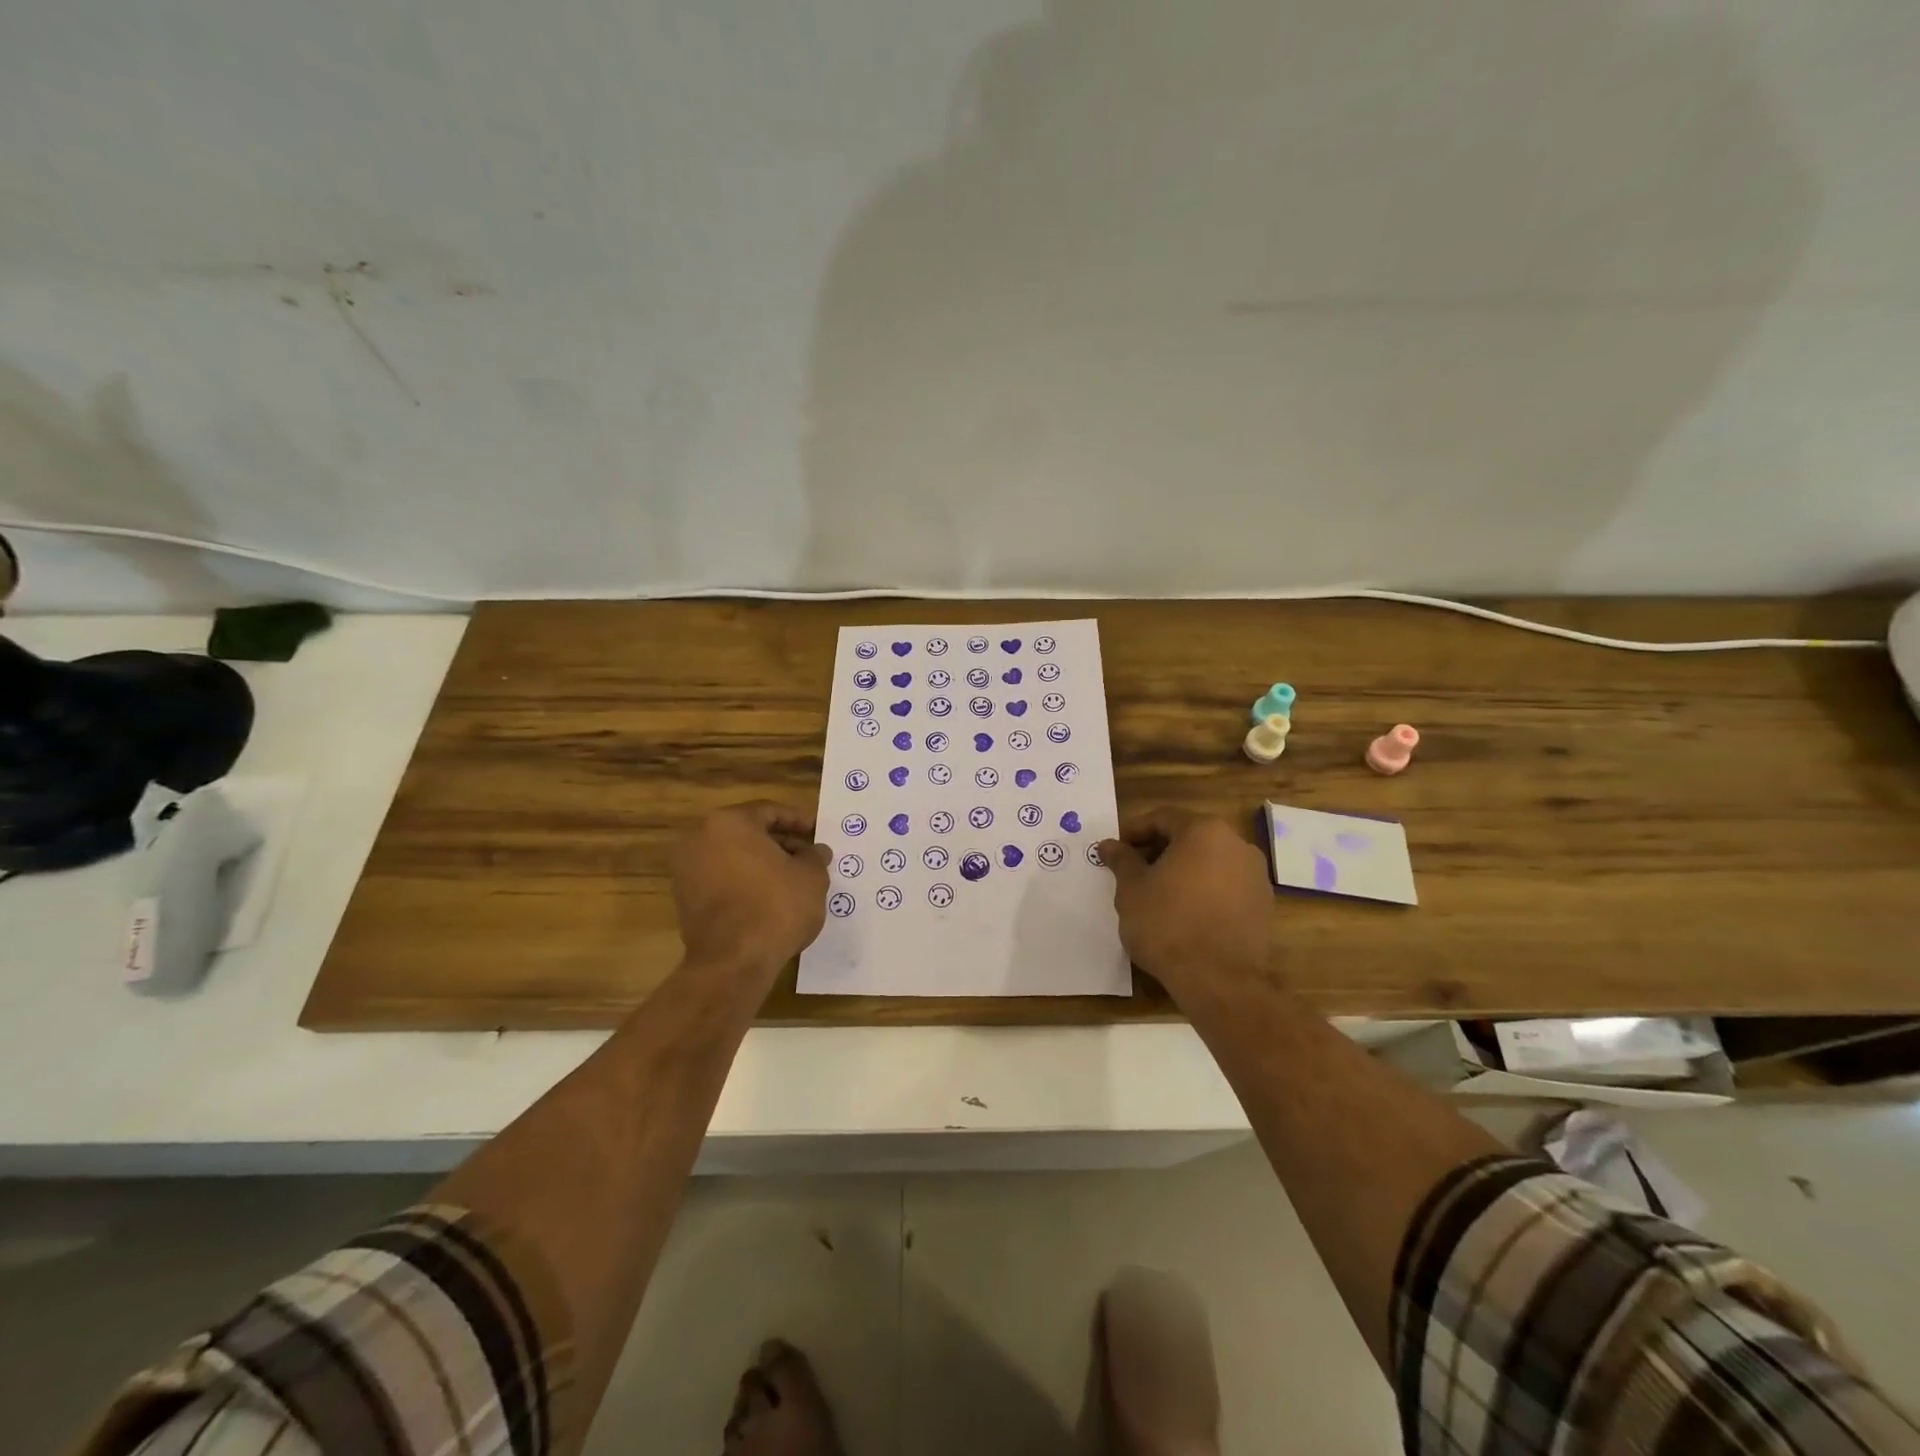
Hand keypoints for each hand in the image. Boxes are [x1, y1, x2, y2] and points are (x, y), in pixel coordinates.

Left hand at [672, 802, 831, 977]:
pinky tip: (770, 900)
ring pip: (734, 858)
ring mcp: (687, 871)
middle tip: (808, 857)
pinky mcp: (685, 901)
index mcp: (729, 823)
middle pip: (748, 833)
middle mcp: (699, 839)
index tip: (817, 833)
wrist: (734, 961)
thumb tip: (816, 851)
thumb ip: (814, 856)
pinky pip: (722, 881)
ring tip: (793, 880)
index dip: (798, 821)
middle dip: (780, 844)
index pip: (769, 811)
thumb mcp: (811, 876)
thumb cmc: (776, 905)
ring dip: (763, 865)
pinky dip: (745, 884)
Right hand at [1097, 809, 1274, 997]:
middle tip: (1133, 871)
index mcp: (1204, 831)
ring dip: (1182, 871)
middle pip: (1189, 837)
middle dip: (1159, 850)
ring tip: (1157, 895)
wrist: (1219, 980)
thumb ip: (1122, 861)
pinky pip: (1225, 887)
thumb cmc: (1167, 924)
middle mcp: (1236, 844)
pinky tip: (1184, 914)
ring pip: (1209, 862)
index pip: (1162, 818)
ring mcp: (1255, 875)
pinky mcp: (1263, 905)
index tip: (1116, 850)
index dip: (1134, 831)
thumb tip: (1109, 845)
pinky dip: (1203, 891)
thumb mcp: (1132, 889)